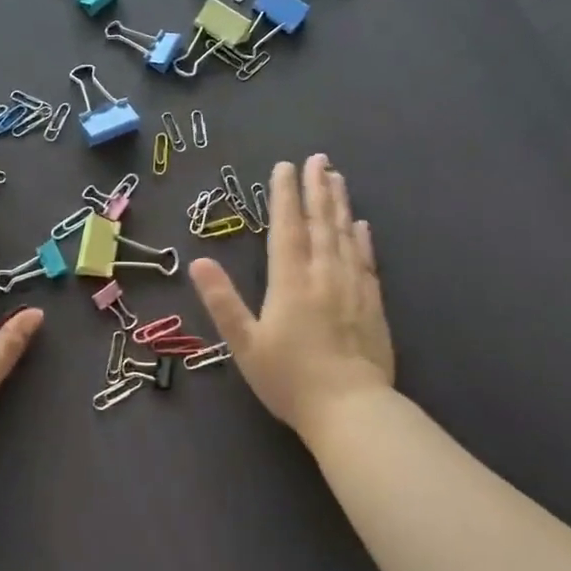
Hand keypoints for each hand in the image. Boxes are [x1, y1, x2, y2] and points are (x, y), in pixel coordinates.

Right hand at [189, 154, 393, 442]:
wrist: (351, 411)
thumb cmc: (290, 380)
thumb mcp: (245, 344)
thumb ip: (222, 301)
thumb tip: (198, 261)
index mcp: (290, 282)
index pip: (287, 228)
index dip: (284, 195)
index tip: (284, 166)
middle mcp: (323, 275)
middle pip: (320, 223)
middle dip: (317, 188)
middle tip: (318, 158)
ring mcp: (352, 288)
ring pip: (345, 236)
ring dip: (340, 204)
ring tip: (337, 177)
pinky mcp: (373, 305)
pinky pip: (366, 261)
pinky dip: (362, 239)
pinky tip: (361, 225)